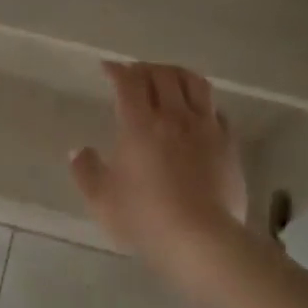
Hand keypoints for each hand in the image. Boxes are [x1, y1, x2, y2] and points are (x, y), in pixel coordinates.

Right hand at [71, 61, 248, 261]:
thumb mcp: (102, 201)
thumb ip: (87, 172)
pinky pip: (216, 111)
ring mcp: (206, 129)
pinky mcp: (228, 145)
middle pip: (163, 75)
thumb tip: (79, 151)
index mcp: (139, 125)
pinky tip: (198, 112)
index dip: (117, 70)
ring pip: (195, 84)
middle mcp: (174, 117)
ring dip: (177, 74)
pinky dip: (203, 103)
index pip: (128, 83)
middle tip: (135, 73)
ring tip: (168, 79)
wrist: (201, 240)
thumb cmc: (145, 219)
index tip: (108, 68)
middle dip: (145, 68)